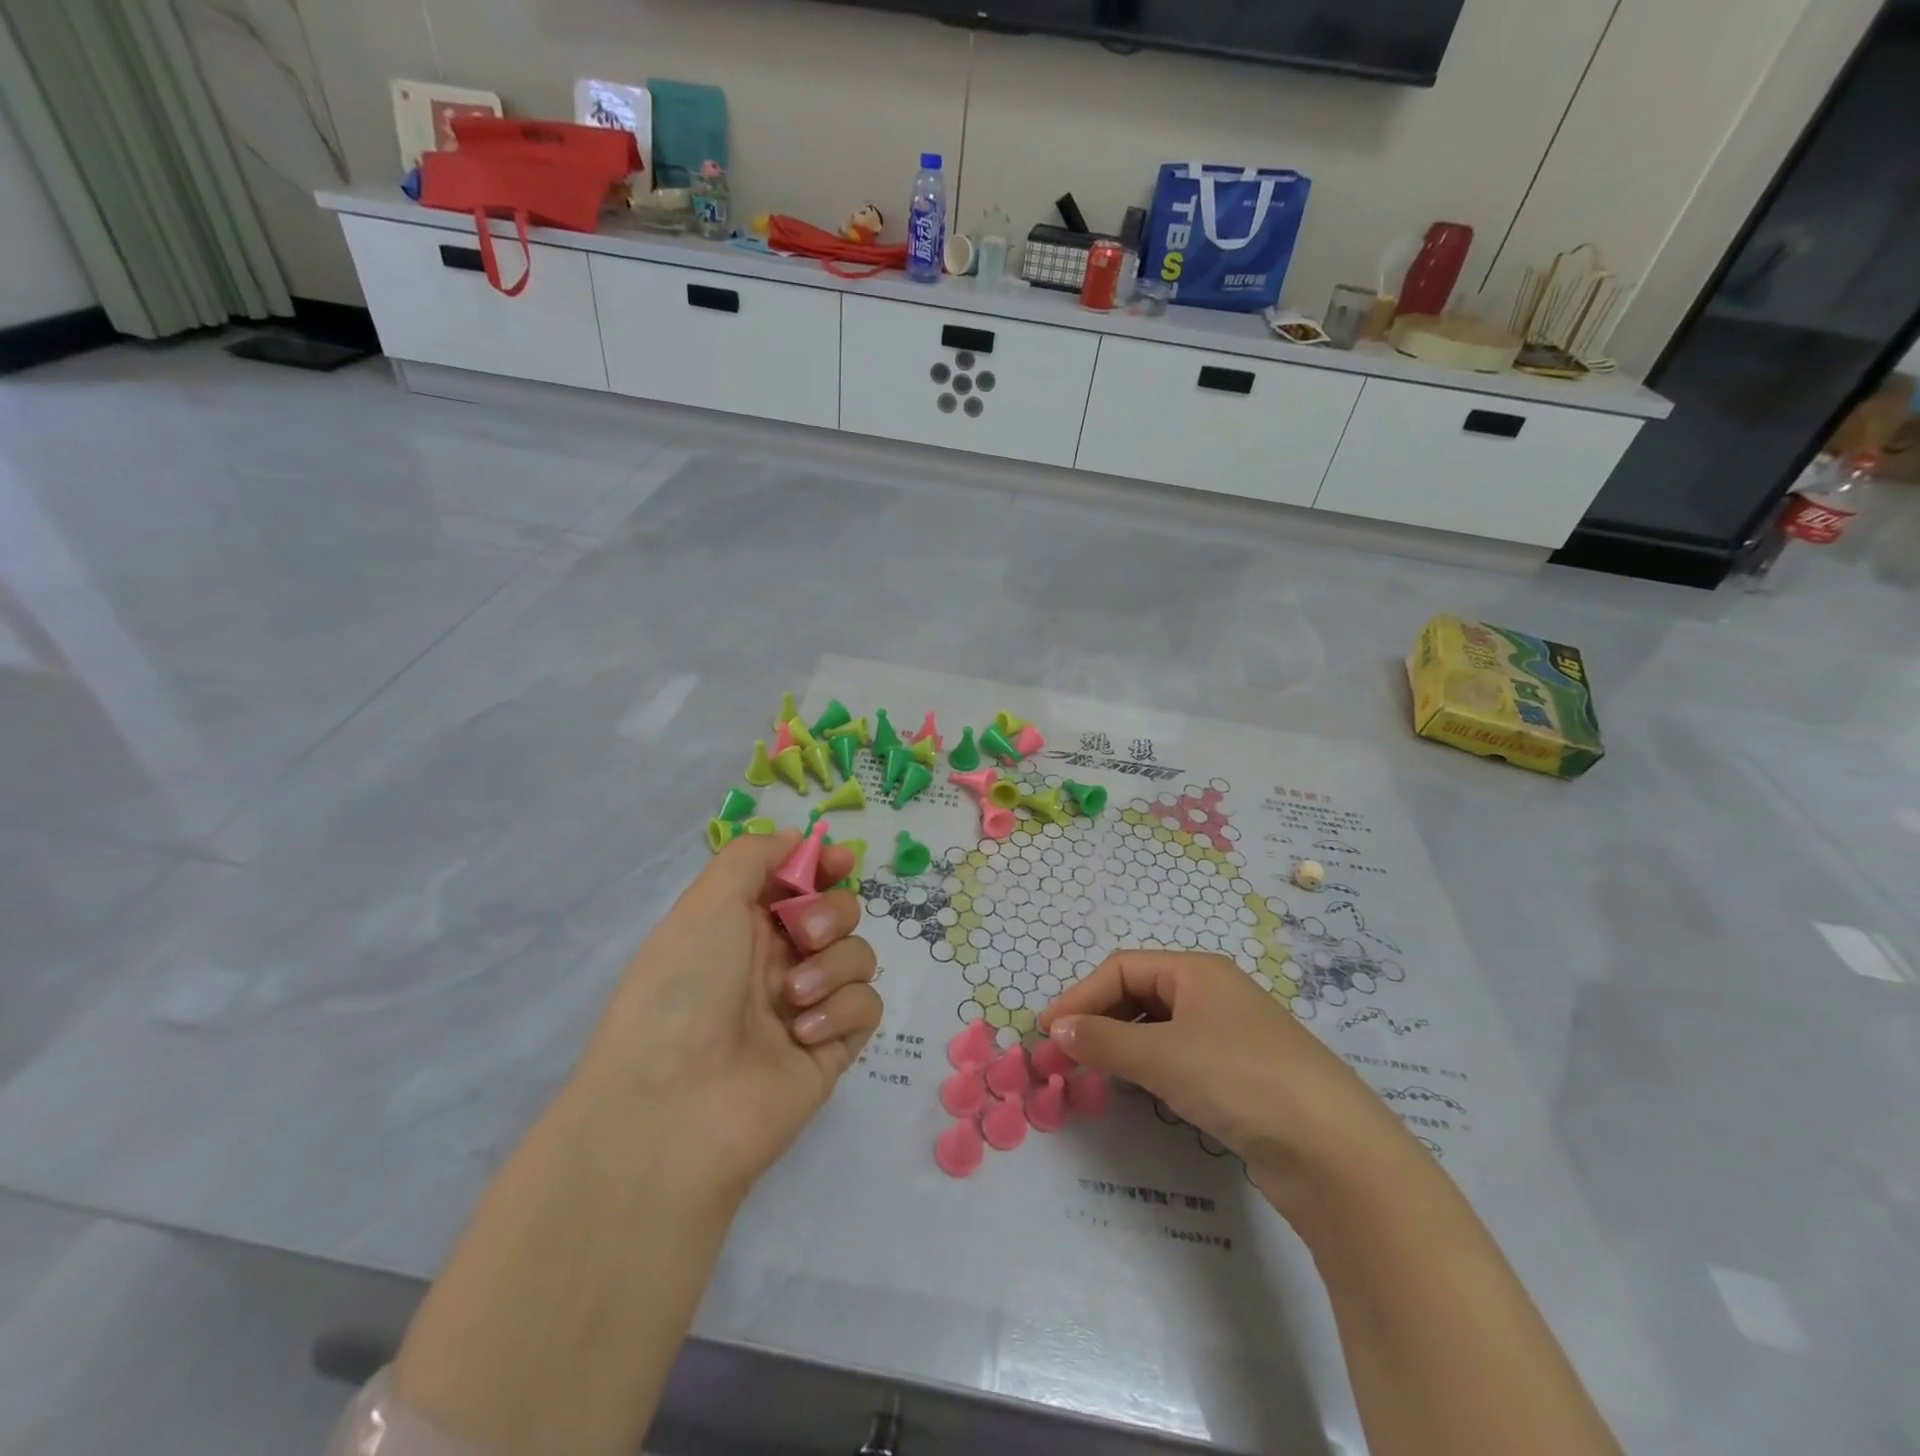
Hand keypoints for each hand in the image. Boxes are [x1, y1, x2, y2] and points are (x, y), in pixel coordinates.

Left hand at [573, 830, 882, 1199]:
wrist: (675, 1106)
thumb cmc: (683, 988)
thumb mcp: (706, 902)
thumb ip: (754, 856)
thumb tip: (797, 841)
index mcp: (741, 926)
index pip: (797, 882)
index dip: (823, 866)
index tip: (841, 861)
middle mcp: (774, 962)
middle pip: (837, 913)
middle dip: (831, 913)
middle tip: (804, 934)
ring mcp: (807, 1006)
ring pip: (857, 955)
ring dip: (833, 965)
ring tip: (793, 998)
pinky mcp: (832, 1048)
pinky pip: (866, 1006)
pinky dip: (842, 1009)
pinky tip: (805, 1031)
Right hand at [1038, 951, 1407, 1194]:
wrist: (1335, 1152)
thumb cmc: (1240, 1079)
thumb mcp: (1163, 1055)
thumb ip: (1104, 1041)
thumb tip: (1058, 1030)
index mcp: (1197, 971)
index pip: (1122, 968)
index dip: (1081, 996)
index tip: (1047, 1032)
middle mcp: (1213, 994)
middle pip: (1140, 993)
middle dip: (1099, 1020)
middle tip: (1065, 1055)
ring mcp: (1230, 1035)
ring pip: (1159, 1028)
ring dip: (1122, 1045)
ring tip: (1094, 1073)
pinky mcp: (1241, 1076)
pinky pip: (1180, 1058)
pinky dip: (1150, 1068)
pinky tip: (1140, 1090)